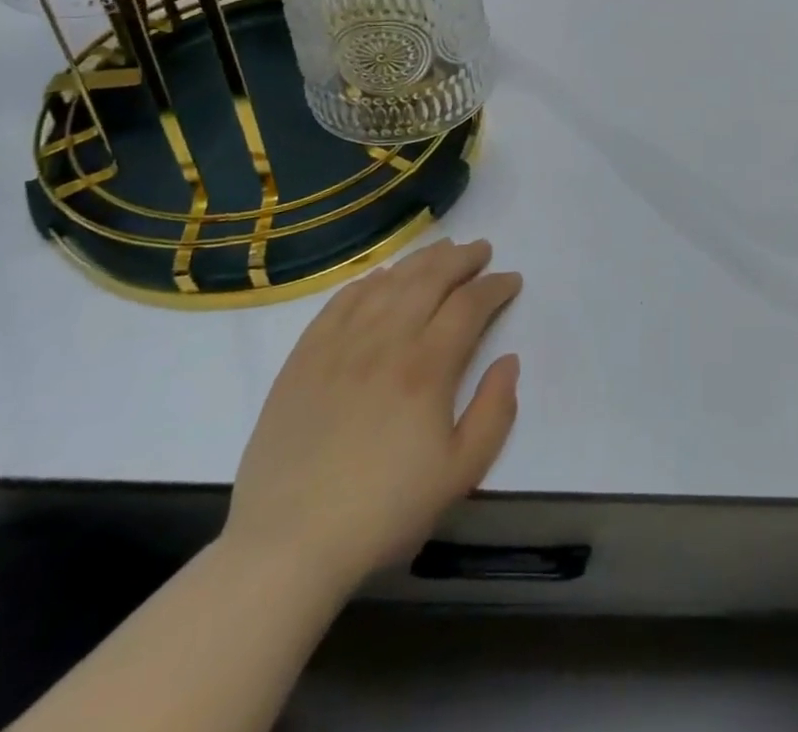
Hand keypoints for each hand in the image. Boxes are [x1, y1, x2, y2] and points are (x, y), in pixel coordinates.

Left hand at [222, 238, 521, 595]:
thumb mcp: (460, 473)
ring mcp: (339, 346)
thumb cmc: (383, 512)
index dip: (495, 286)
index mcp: (427, 367)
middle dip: (461, 259)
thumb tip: (508, 361)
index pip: (469, 304)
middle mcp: (385, 341)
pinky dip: (367, 283)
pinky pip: (339, 303)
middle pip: (429, 279)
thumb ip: (495, 411)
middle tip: (481, 250)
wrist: (286, 547)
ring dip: (419, 261)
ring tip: (441, 250)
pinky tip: (380, 279)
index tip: (511, 281)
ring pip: (387, 283)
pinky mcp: (303, 360)